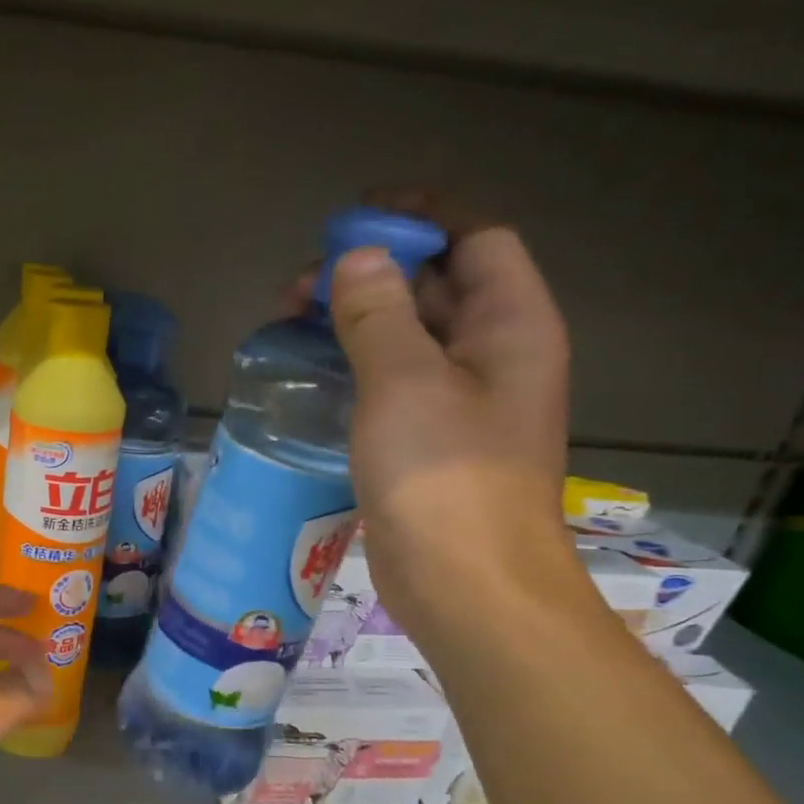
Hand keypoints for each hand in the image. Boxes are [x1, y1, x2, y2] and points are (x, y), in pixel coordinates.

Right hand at [323, 192, 575, 631]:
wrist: (467, 586)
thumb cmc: (444, 477)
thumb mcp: (404, 383)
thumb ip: (378, 313)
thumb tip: (356, 259)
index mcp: (511, 325)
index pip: (476, 238)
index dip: (421, 217)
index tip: (355, 217)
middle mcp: (495, 354)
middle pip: (437, 285)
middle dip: (372, 272)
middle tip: (301, 286)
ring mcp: (463, 402)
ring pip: (410, 336)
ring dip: (357, 320)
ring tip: (292, 324)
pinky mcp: (430, 441)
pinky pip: (394, 382)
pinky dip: (356, 366)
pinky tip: (311, 375)